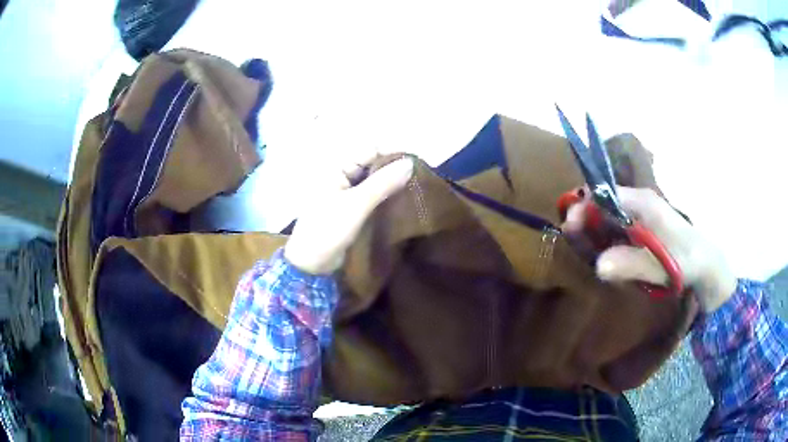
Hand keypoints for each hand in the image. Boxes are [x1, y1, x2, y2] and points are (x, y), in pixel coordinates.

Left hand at [284, 156, 413, 274]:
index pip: (370, 151)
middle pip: (374, 165)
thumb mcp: (356, 205)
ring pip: (375, 182)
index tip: (417, 165)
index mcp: (337, 168)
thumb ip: (383, 183)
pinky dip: (386, 198)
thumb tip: (410, 163)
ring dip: (392, 186)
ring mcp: (347, 193)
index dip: (392, 155)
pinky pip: (373, 197)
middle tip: (420, 180)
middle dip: (395, 170)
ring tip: (416, 191)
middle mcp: (343, 176)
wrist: (311, 264)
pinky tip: (403, 203)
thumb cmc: (328, 229)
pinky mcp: (353, 209)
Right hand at [562, 187, 736, 312]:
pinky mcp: (640, 225)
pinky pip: (615, 226)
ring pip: (606, 215)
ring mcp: (639, 213)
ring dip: (592, 231)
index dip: (584, 206)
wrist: (704, 261)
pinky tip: (603, 253)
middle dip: (584, 219)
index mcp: (643, 203)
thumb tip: (598, 266)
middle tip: (573, 241)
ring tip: (585, 250)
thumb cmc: (686, 260)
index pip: (605, 193)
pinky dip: (604, 238)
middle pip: (602, 202)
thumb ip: (632, 264)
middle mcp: (638, 202)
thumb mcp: (662, 266)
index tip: (570, 227)